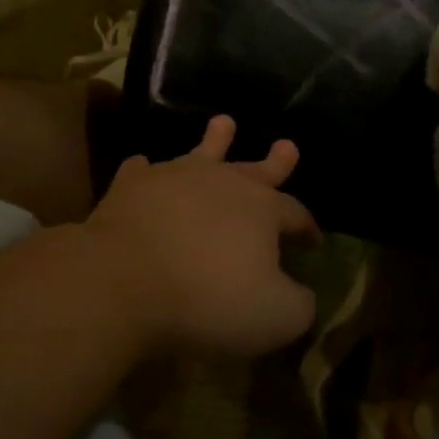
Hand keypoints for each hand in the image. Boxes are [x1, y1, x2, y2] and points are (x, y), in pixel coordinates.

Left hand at [81, 116, 319, 359]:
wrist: (125, 281)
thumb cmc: (209, 299)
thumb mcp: (276, 317)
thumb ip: (299, 305)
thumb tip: (303, 294)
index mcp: (262, 209)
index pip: (295, 213)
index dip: (307, 227)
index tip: (313, 240)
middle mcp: (222, 182)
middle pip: (256, 170)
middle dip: (275, 162)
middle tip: (287, 145)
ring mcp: (174, 177)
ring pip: (201, 152)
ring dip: (215, 139)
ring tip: (223, 121)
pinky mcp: (132, 185)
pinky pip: (142, 170)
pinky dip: (145, 170)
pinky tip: (142, 166)